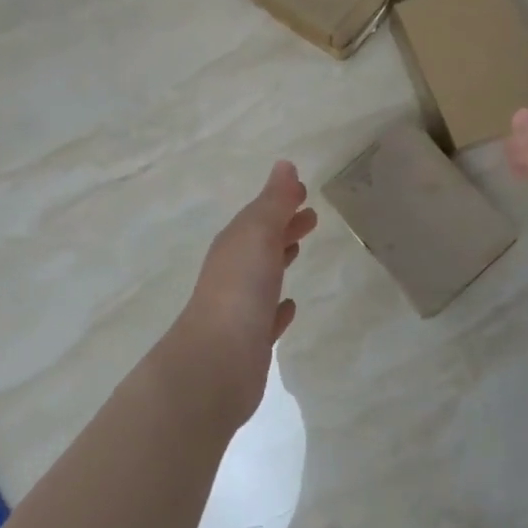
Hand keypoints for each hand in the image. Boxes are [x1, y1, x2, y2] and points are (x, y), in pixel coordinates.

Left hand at [162, 162, 317, 431]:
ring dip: (280, 258)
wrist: (216, 361)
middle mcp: (234, 271)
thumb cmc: (240, 288)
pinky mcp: (250, 341)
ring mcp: (240, 308)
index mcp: (235, 244)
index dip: (280, 201)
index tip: (304, 192)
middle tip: (311, 217)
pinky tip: (290, 306)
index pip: (260, 214)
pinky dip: (279, 306)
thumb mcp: (258, 234)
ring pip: (264, 275)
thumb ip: (273, 201)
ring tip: (299, 249)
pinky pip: (268, 315)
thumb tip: (285, 165)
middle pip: (261, 242)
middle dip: (283, 226)